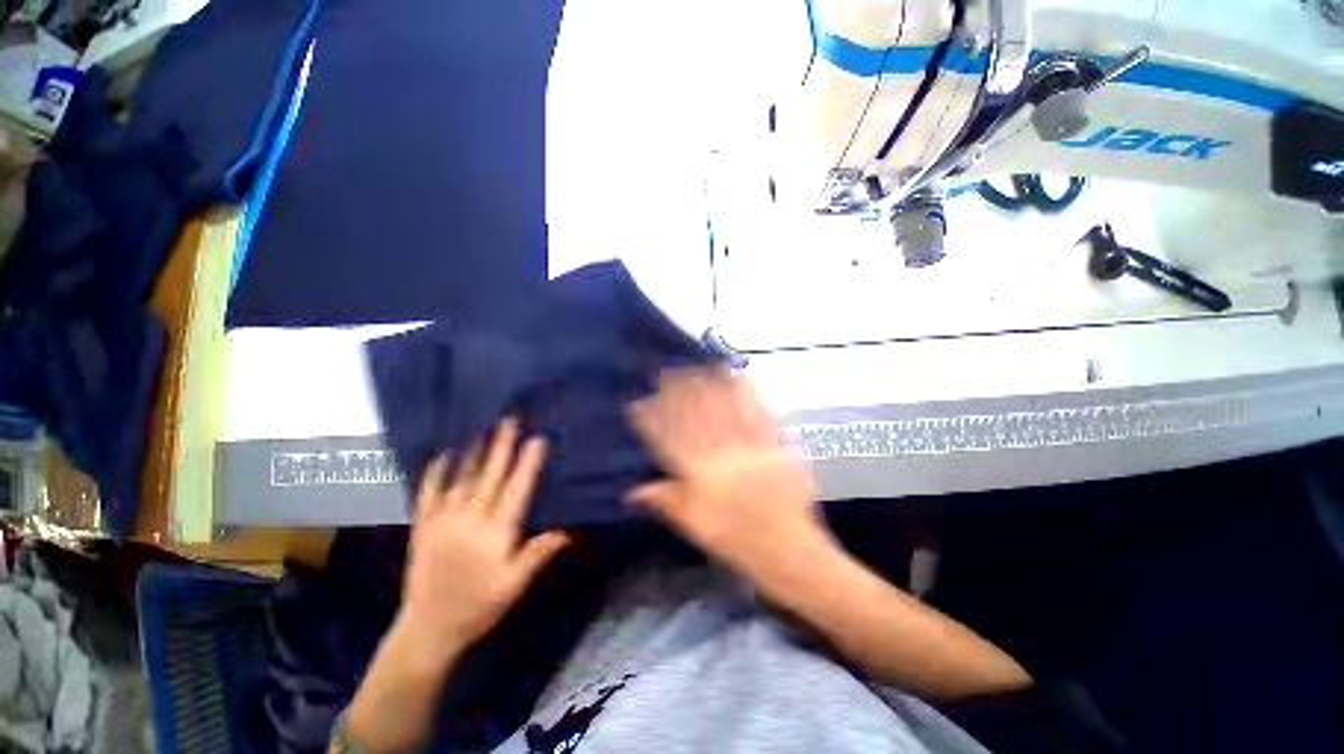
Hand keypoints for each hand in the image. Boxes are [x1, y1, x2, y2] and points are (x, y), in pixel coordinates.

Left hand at [399, 418, 569, 656]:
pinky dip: (435, 471)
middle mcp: (469, 521)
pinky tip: (442, 453)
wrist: (429, 628)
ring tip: (482, 427)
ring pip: (461, 478)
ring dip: (473, 451)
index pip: (516, 491)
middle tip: (509, 420)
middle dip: (501, 446)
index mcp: (496, 534)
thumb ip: (539, 553)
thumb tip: (568, 529)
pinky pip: (428, 492)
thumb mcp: (515, 584)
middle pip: (489, 476)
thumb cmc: (479, 605)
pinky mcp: (422, 526)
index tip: (537, 440)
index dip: (527, 464)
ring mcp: (442, 521)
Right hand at [626, 368, 827, 575]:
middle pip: (696, 419)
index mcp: (699, 478)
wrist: (787, 552)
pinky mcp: (776, 448)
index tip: (639, 402)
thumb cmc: (736, 541)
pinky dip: (750, 396)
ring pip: (726, 412)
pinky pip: (760, 417)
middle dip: (681, 393)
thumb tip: (631, 490)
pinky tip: (744, 378)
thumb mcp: (695, 526)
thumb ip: (666, 501)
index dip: (651, 420)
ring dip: (713, 386)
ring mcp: (749, 450)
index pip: (668, 441)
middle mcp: (721, 458)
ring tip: (702, 365)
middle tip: (670, 371)